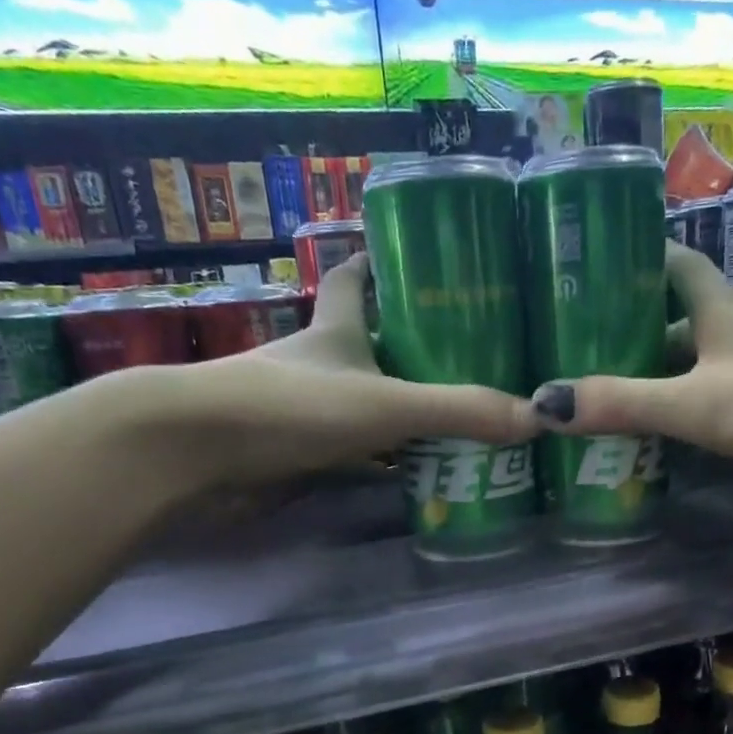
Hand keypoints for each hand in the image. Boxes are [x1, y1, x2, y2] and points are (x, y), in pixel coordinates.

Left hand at [142, 254, 537, 485]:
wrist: (195, 455)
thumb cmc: (287, 407)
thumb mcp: (384, 404)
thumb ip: (456, 411)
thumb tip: (538, 416)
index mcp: (336, 329)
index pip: (354, 277)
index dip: (381, 263)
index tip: (415, 258)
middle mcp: (319, 362)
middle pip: (368, 343)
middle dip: (411, 347)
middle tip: (471, 357)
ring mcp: (305, 411)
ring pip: (364, 403)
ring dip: (402, 410)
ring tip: (460, 418)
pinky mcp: (297, 456)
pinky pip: (354, 455)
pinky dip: (383, 463)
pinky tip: (417, 475)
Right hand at [528, 242, 732, 491]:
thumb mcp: (699, 400)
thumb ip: (625, 402)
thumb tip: (545, 404)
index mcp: (719, 311)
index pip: (673, 265)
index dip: (635, 259)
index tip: (589, 265)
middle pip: (672, 324)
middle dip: (625, 334)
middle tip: (569, 354)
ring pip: (687, 371)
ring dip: (647, 382)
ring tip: (592, 401)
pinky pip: (705, 409)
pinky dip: (675, 419)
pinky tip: (646, 441)